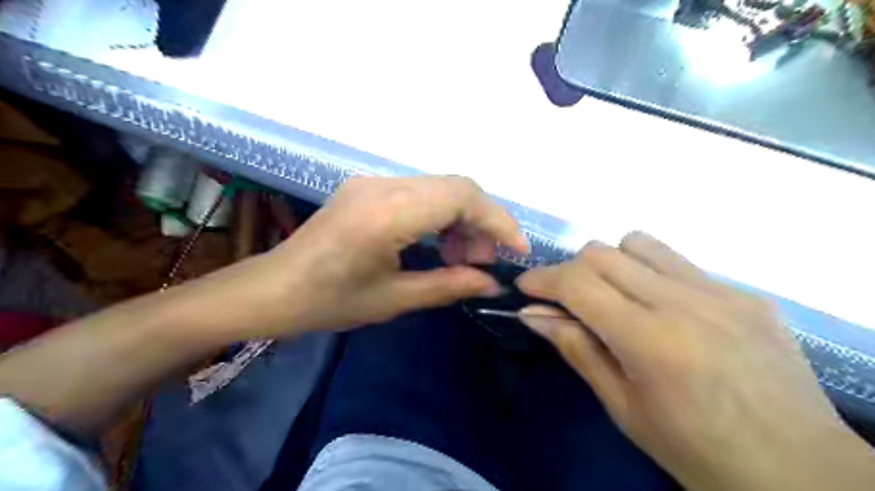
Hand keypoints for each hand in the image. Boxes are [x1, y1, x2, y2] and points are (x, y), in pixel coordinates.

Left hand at [225, 177, 525, 336]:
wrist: (273, 289)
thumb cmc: (328, 302)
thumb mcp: (394, 299)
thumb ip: (449, 286)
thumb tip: (492, 283)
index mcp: (387, 215)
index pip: (462, 197)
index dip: (497, 220)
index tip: (516, 250)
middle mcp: (383, 186)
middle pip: (456, 186)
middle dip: (482, 222)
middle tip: (483, 262)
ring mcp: (373, 182)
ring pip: (440, 187)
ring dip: (462, 219)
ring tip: (460, 258)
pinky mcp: (368, 188)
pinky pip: (420, 192)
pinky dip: (440, 215)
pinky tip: (437, 244)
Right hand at [514, 230, 871, 490]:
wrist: (799, 470)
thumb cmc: (696, 450)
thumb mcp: (622, 406)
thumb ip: (576, 349)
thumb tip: (532, 315)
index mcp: (651, 340)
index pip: (578, 283)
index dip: (543, 279)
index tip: (526, 287)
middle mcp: (685, 303)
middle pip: (603, 252)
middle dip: (571, 270)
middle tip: (568, 301)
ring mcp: (722, 292)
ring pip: (640, 243)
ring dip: (612, 264)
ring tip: (616, 298)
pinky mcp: (745, 293)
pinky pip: (680, 263)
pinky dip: (652, 275)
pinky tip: (665, 312)